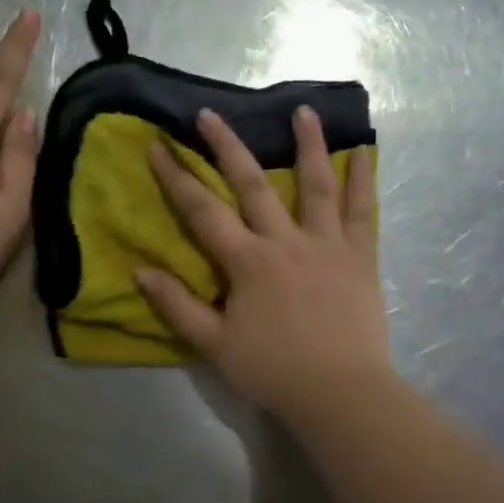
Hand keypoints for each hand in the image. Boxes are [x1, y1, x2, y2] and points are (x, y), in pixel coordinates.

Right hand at [138, 106, 390, 424]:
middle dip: (227, 146)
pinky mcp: (359, 256)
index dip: (176, 177)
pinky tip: (363, 153)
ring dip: (309, 144)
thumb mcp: (214, 345)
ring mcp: (326, 244)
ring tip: (304, 110)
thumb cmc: (274, 370)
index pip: (203, 211)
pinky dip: (363, 180)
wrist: (341, 392)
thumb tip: (140, 271)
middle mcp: (285, 241)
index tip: (158, 146)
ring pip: (316, 185)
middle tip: (209, 113)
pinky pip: (362, 212)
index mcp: (248, 262)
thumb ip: (177, 306)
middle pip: (252, 183)